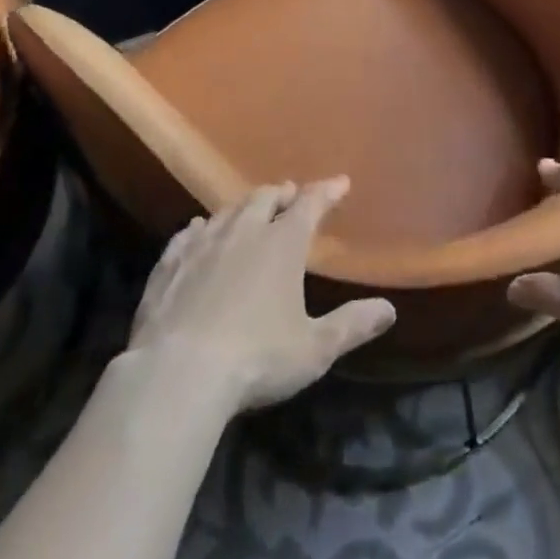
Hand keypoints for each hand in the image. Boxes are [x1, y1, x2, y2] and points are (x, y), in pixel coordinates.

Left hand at [126, 178, 396, 414]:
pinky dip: (201, 227)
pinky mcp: (170, 265)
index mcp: (283, 244)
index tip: (341, 183)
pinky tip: (198, 229)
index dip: (327, 191)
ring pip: (228, 211)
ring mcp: (203, 245)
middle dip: (283, 193)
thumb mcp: (314, 349)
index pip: (310, 204)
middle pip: (266, 198)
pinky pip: (187, 234)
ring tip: (252, 207)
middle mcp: (244, 232)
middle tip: (292, 193)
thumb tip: (389, 309)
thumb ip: (352, 325)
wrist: (177, 374)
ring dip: (245, 206)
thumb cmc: (256, 359)